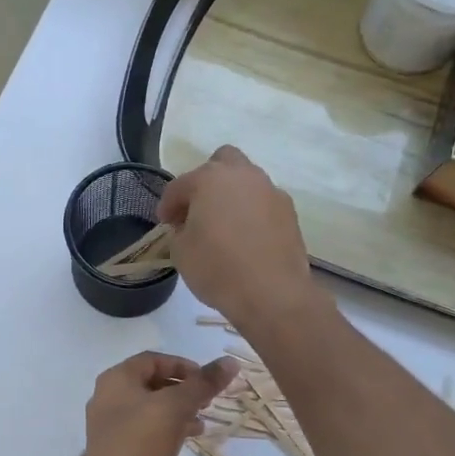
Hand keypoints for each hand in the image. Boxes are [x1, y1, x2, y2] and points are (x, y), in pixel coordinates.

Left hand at [80, 351, 237, 455]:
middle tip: (207, 400)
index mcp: (117, 378)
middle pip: (152, 383)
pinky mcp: (118, 446)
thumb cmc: (141, 439)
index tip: (206, 379)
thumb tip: (230, 362)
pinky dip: (167, 428)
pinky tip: (187, 438)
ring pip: (151, 407)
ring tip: (202, 421)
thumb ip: (203, 383)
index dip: (182, 365)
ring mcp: (111, 423)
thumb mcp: (176, 406)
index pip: (153, 360)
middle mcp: (110, 396)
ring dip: (178, 410)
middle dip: (183, 390)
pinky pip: (146, 428)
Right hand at [158, 146, 323, 332]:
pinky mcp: (289, 212)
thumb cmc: (217, 269)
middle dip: (206, 181)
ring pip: (247, 182)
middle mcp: (243, 176)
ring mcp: (270, 191)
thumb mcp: (181, 252)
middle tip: (198, 209)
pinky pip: (263, 203)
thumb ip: (180, 230)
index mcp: (210, 179)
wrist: (272, 293)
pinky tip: (246, 238)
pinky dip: (252, 213)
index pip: (180, 185)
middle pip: (222, 162)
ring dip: (232, 196)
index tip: (165, 223)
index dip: (168, 205)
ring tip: (223, 225)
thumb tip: (189, 225)